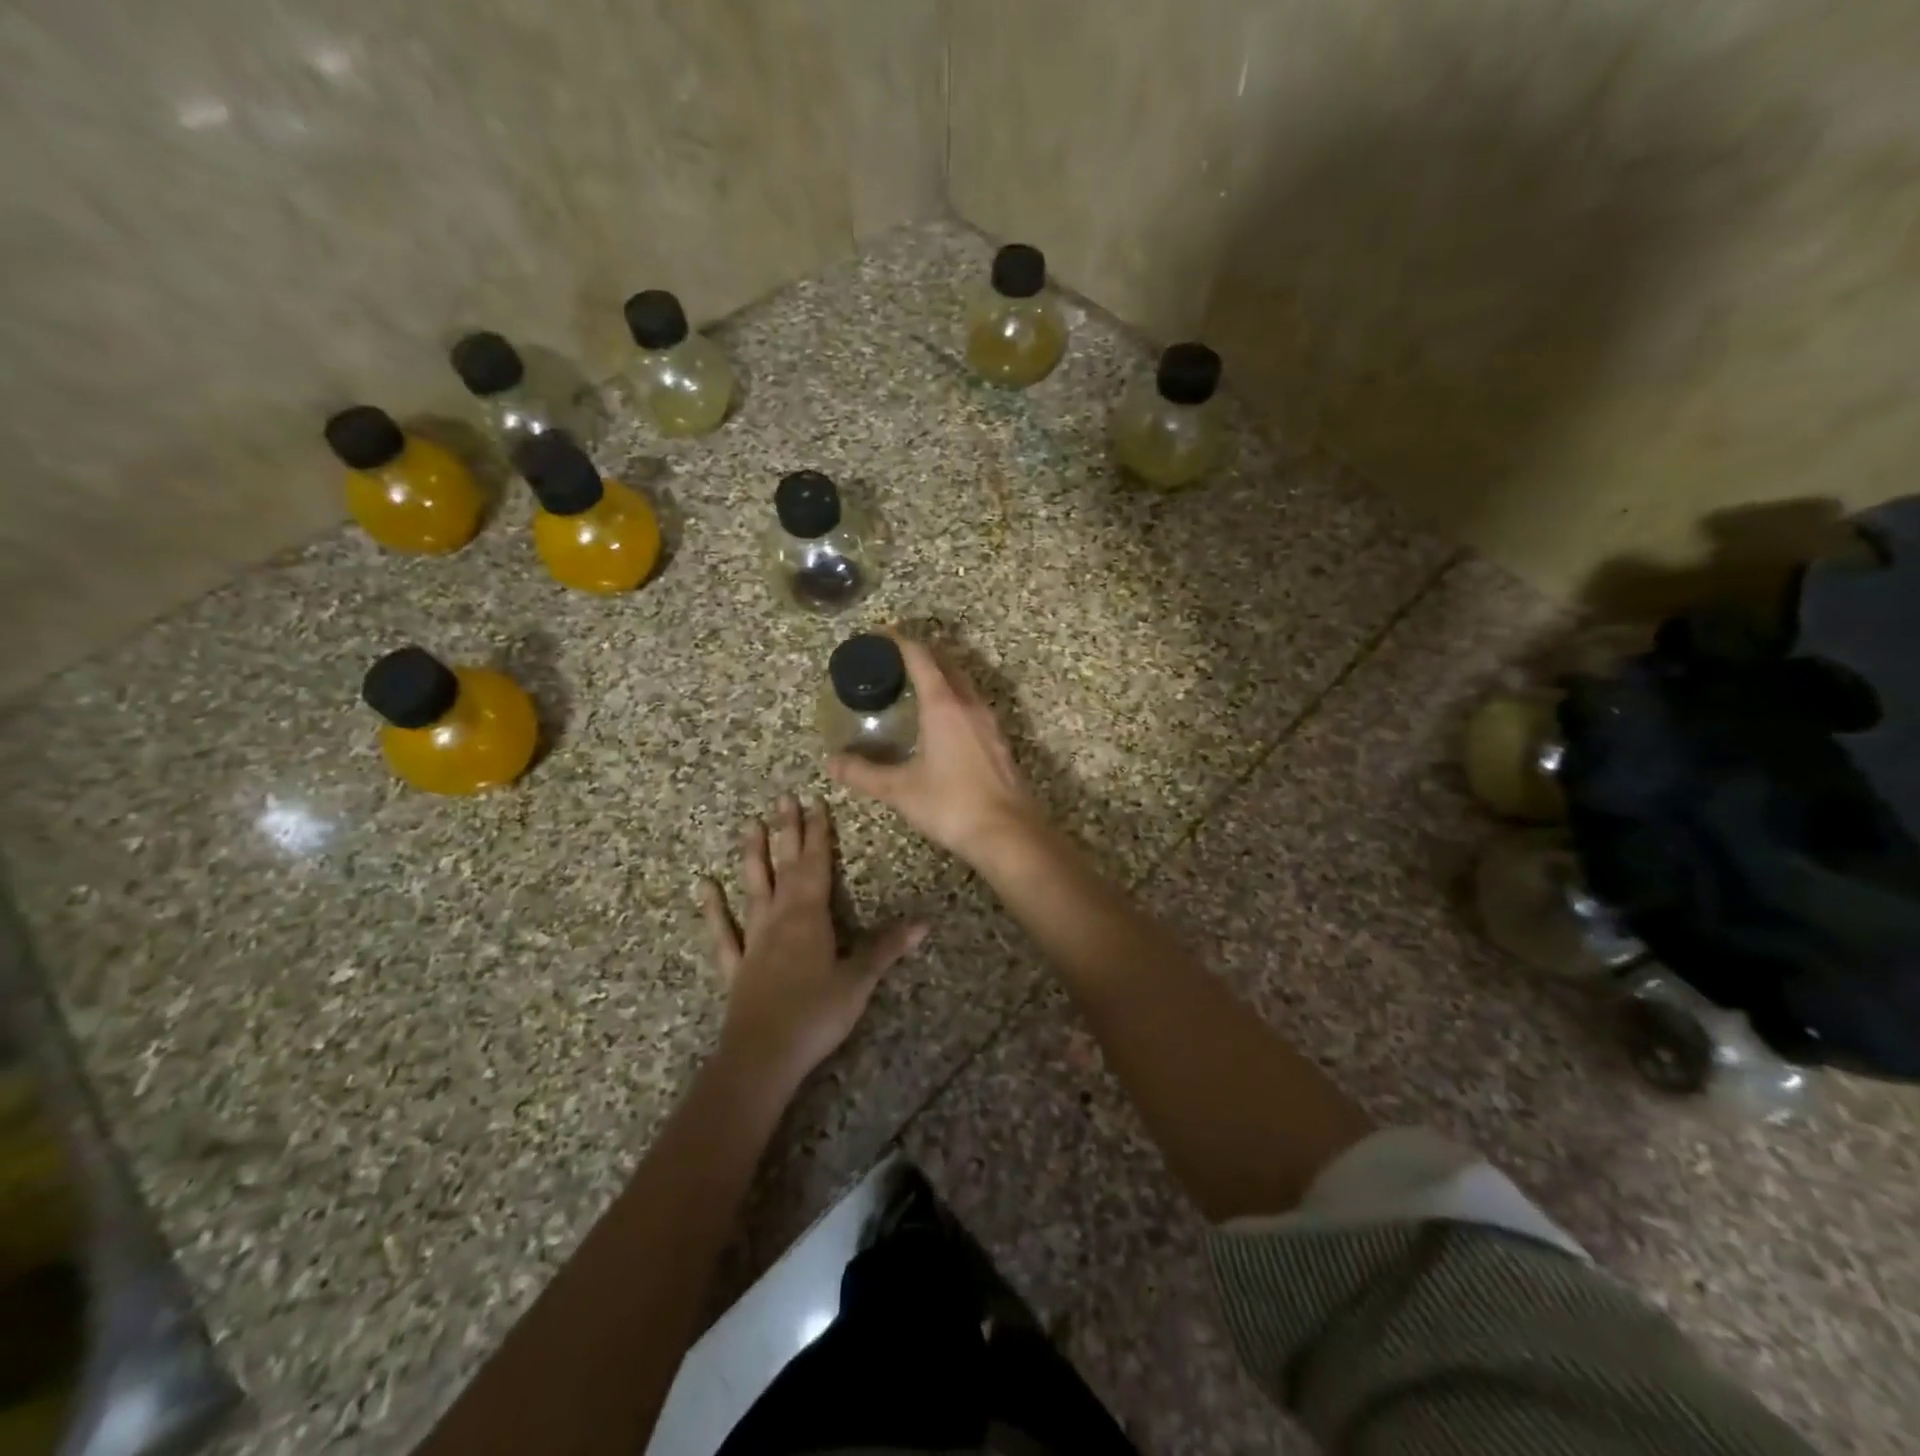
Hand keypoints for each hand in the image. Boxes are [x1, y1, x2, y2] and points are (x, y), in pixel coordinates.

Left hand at [700, 795, 926, 1095]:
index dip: (817, 833)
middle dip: (787, 832)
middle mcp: (779, 917)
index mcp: (810, 915)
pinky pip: (722, 931)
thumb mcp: (859, 980)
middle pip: (784, 866)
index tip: (815, 802)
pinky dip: (713, 909)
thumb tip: (924, 922)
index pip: (816, 864)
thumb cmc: (816, 1014)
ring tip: (749, 825)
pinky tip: (704, 887)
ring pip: (753, 888)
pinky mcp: (736, 965)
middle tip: (782, 799)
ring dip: (752, 856)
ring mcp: (753, 939)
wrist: (763, 1056)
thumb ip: (886, 948)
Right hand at [827, 633, 1041, 865]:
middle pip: (946, 662)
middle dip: (921, 653)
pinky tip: (943, 720)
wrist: (1007, 832)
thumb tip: (832, 762)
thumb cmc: (951, 804)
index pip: (920, 657)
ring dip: (941, 674)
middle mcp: (969, 704)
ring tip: (915, 686)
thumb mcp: (900, 789)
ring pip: (964, 683)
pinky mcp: (998, 740)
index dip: (898, 641)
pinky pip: (973, 704)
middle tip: (893, 659)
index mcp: (944, 705)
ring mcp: (989, 721)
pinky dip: (955, 698)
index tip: (879, 635)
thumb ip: (863, 773)